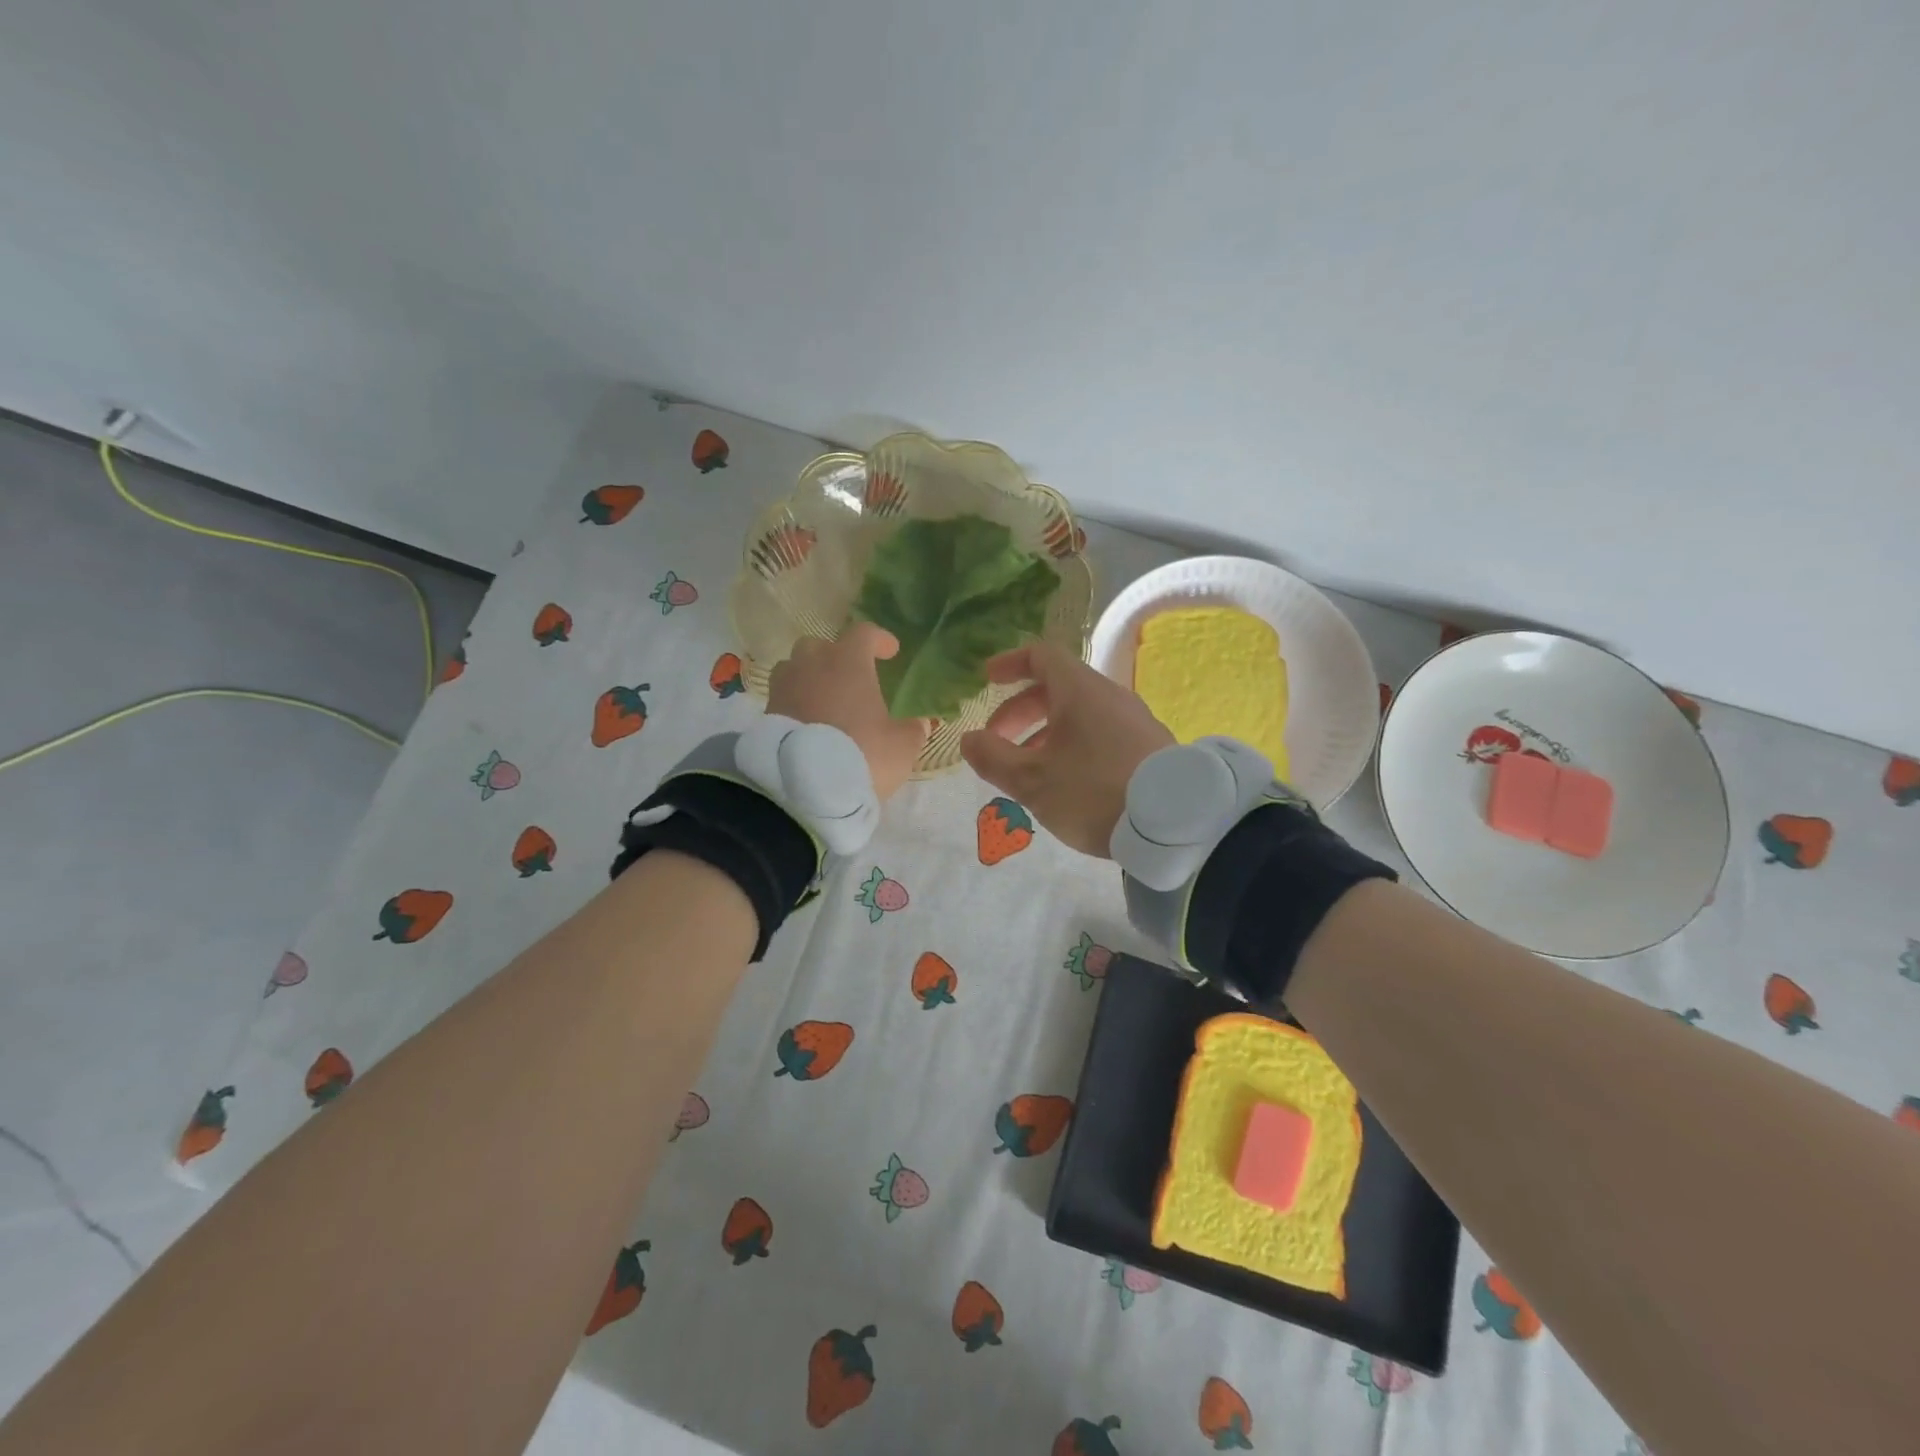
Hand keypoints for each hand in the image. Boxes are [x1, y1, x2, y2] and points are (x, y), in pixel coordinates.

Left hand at [767, 624, 928, 799]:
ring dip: (809, 678)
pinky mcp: (766, 714)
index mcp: (848, 662)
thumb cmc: (862, 753)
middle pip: (820, 646)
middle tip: (851, 677)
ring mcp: (784, 688)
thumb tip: (919, 723)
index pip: (863, 633)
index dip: (878, 639)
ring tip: (824, 699)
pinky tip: (808, 723)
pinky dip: (796, 703)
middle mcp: (812, 665)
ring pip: (794, 668)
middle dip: (836, 657)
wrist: (805, 786)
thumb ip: (912, 729)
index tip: (889, 651)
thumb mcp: (901, 746)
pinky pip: (783, 698)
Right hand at [959, 641, 1174, 856]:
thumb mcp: (1032, 780)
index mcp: (1080, 691)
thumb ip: (993, 758)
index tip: (986, 681)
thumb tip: (968, 739)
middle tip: (996, 742)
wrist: (1174, 823)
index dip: (1009, 664)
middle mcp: (1109, 696)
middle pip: (1057, 688)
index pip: (1041, 656)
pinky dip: (1072, 745)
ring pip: (1079, 714)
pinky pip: (1101, 733)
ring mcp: (1134, 720)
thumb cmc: (1092, 792)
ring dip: (1044, 733)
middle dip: (1019, 712)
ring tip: (1027, 770)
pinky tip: (1066, 782)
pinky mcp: (1149, 747)